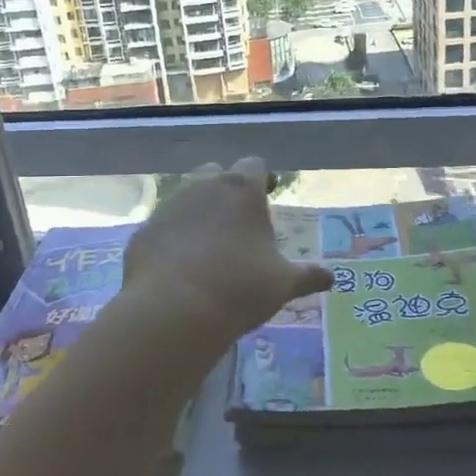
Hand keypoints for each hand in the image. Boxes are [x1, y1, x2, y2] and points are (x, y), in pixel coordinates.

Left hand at [123, 158, 333, 351]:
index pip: (254, 165)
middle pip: (216, 173)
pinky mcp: (143, 231)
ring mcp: (168, 207)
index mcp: (241, 189)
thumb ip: (307, 276)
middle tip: (237, 218)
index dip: (262, 178)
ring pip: (185, 197)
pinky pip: (163, 227)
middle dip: (226, 188)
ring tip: (208, 244)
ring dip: (198, 212)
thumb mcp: (283, 284)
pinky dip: (173, 238)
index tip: (268, 194)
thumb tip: (332, 278)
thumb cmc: (240, 288)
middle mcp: (202, 187)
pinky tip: (180, 265)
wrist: (175, 310)